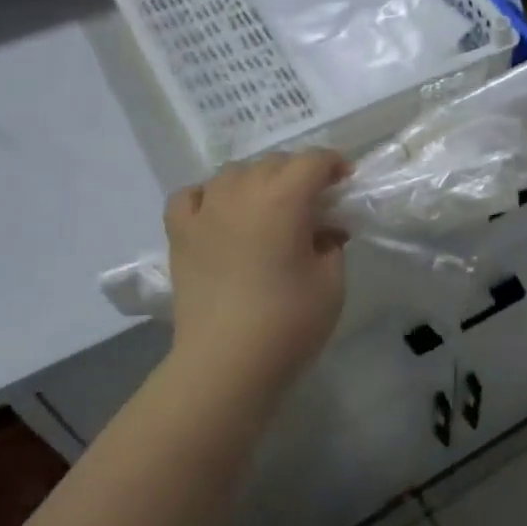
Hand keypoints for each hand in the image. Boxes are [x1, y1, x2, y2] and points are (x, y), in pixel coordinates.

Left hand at [165, 150, 348, 396]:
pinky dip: (208, 195)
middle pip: (274, 163)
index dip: (334, 164)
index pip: (313, 161)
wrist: (227, 364)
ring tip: (268, 206)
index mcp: (284, 199)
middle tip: (314, 202)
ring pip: (233, 173)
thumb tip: (325, 230)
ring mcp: (205, 211)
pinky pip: (191, 196)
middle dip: (299, 173)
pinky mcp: (180, 234)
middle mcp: (242, 193)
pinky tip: (220, 212)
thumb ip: (332, 244)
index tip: (345, 181)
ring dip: (257, 180)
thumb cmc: (289, 322)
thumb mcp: (331, 281)